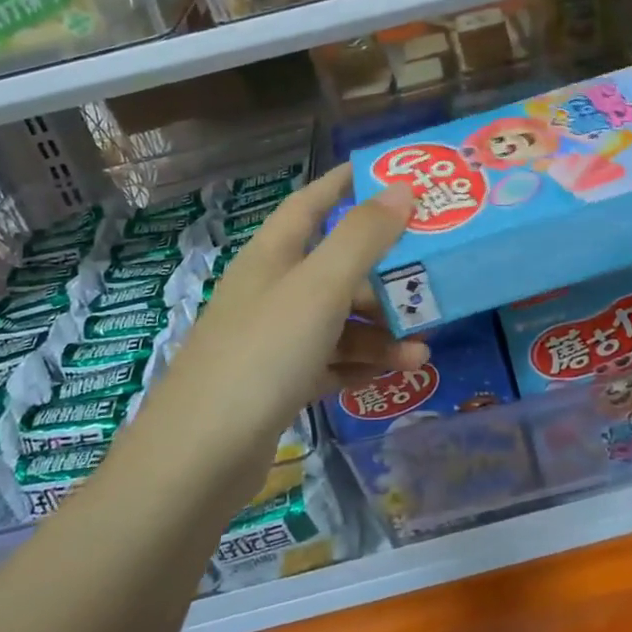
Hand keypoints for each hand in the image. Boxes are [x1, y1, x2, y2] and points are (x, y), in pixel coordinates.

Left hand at [145, 167, 428, 458]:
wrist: (200, 456)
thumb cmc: (264, 352)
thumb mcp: (320, 286)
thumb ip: (363, 236)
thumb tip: (401, 188)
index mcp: (274, 253)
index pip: (313, 201)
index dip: (348, 183)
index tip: (393, 175)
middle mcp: (272, 289)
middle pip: (336, 266)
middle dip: (384, 275)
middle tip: (431, 281)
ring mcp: (273, 338)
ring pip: (339, 320)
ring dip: (380, 331)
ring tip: (422, 351)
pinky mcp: (278, 383)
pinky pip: (330, 361)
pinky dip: (360, 364)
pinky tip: (392, 376)